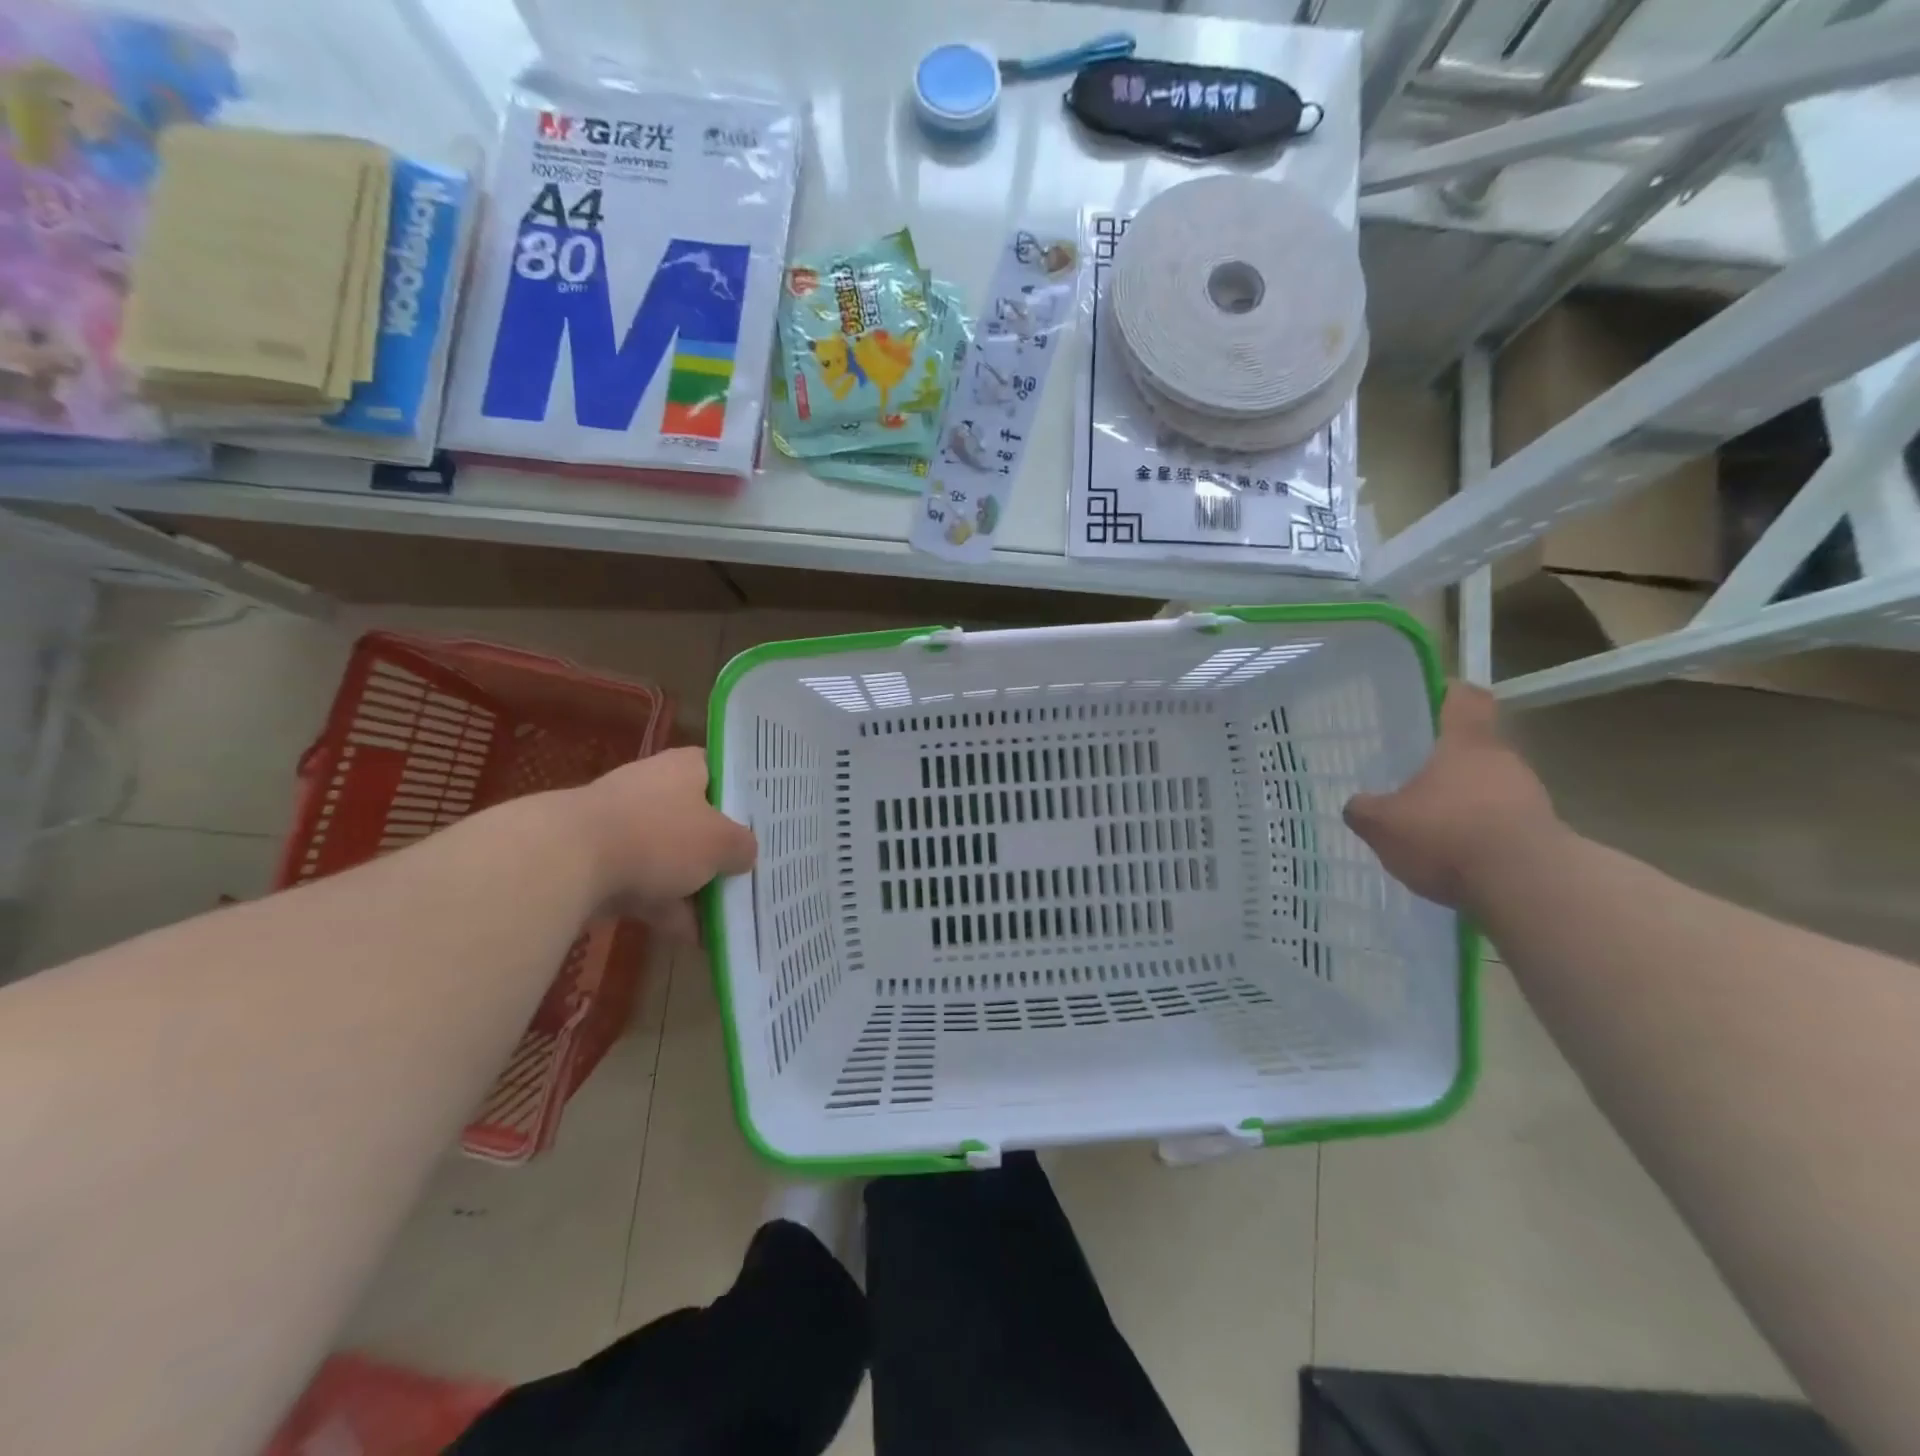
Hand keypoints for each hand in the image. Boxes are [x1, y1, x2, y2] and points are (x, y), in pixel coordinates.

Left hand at [572, 747, 756, 936]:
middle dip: (718, 851)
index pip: (723, 772)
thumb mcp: (721, 843)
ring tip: (723, 918)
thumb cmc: (658, 836)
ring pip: (670, 855)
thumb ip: (743, 847)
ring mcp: (624, 824)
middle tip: (745, 874)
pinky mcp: (599, 860)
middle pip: (698, 818)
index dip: (743, 797)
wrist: (567, 861)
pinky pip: (644, 882)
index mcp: (686, 767)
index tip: (762, 824)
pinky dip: (664, 906)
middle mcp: (654, 787)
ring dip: (693, 886)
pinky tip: (690, 937)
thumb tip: (745, 854)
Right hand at [1342, 683, 1559, 911]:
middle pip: (1474, 747)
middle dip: (1444, 762)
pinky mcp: (1543, 834)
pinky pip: (1502, 823)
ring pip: (1489, 786)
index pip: (1464, 698)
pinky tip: (1455, 858)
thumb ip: (1364, 810)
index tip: (1427, 702)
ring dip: (1463, 801)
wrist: (1528, 887)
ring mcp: (1530, 797)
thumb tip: (1357, 805)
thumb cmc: (1447, 835)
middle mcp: (1503, 760)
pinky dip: (1479, 834)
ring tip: (1429, 827)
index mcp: (1465, 743)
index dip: (1446, 694)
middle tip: (1408, 778)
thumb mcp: (1382, 824)